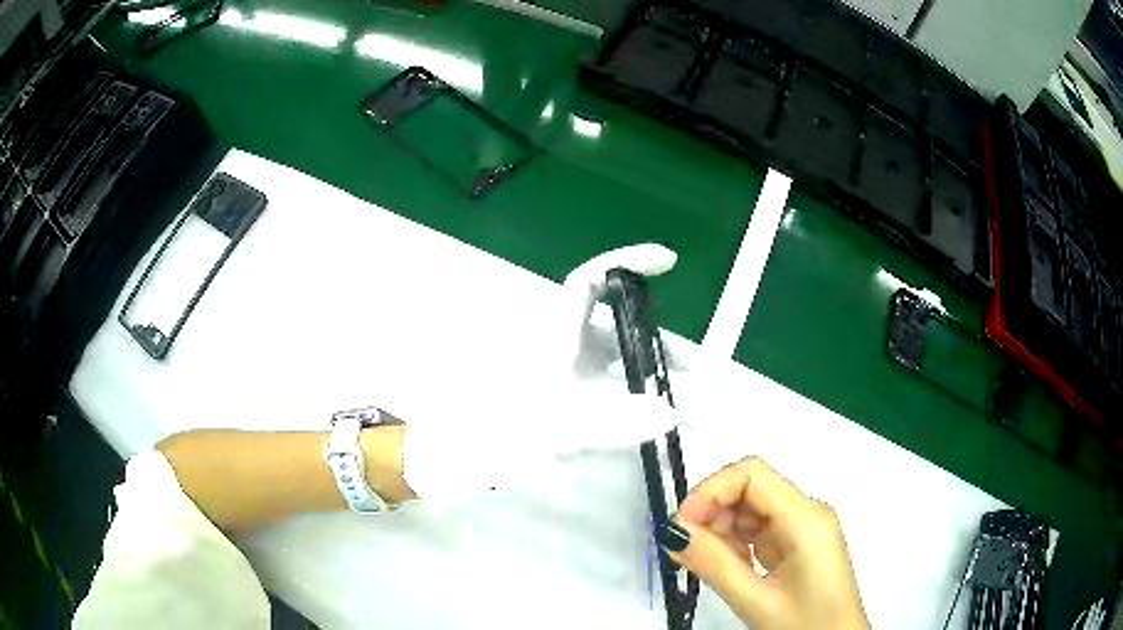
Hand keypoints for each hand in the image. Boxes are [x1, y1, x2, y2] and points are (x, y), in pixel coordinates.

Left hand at [401, 244, 680, 507]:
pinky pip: (609, 386)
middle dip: (663, 347)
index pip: (592, 280)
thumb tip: (672, 414)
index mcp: (555, 332)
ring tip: (686, 406)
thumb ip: (616, 422)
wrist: (462, 458)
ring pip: (618, 359)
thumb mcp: (560, 426)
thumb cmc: (501, 431)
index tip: (669, 262)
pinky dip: (635, 398)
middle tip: (698, 375)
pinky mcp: (565, 394)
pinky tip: (653, 421)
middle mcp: (562, 342)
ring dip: (652, 377)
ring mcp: (564, 369)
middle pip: (621, 328)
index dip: (629, 263)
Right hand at [660, 457, 868, 629]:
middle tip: (684, 550)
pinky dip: (735, 544)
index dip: (711, 490)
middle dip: (712, 512)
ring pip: (752, 509)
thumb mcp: (755, 601)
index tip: (681, 525)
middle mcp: (807, 512)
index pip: (752, 474)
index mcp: (805, 518)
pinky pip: (760, 529)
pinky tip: (727, 568)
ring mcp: (804, 528)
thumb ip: (714, 564)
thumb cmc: (804, 625)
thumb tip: (672, 530)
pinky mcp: (799, 543)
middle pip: (751, 489)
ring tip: (705, 565)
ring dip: (721, 530)